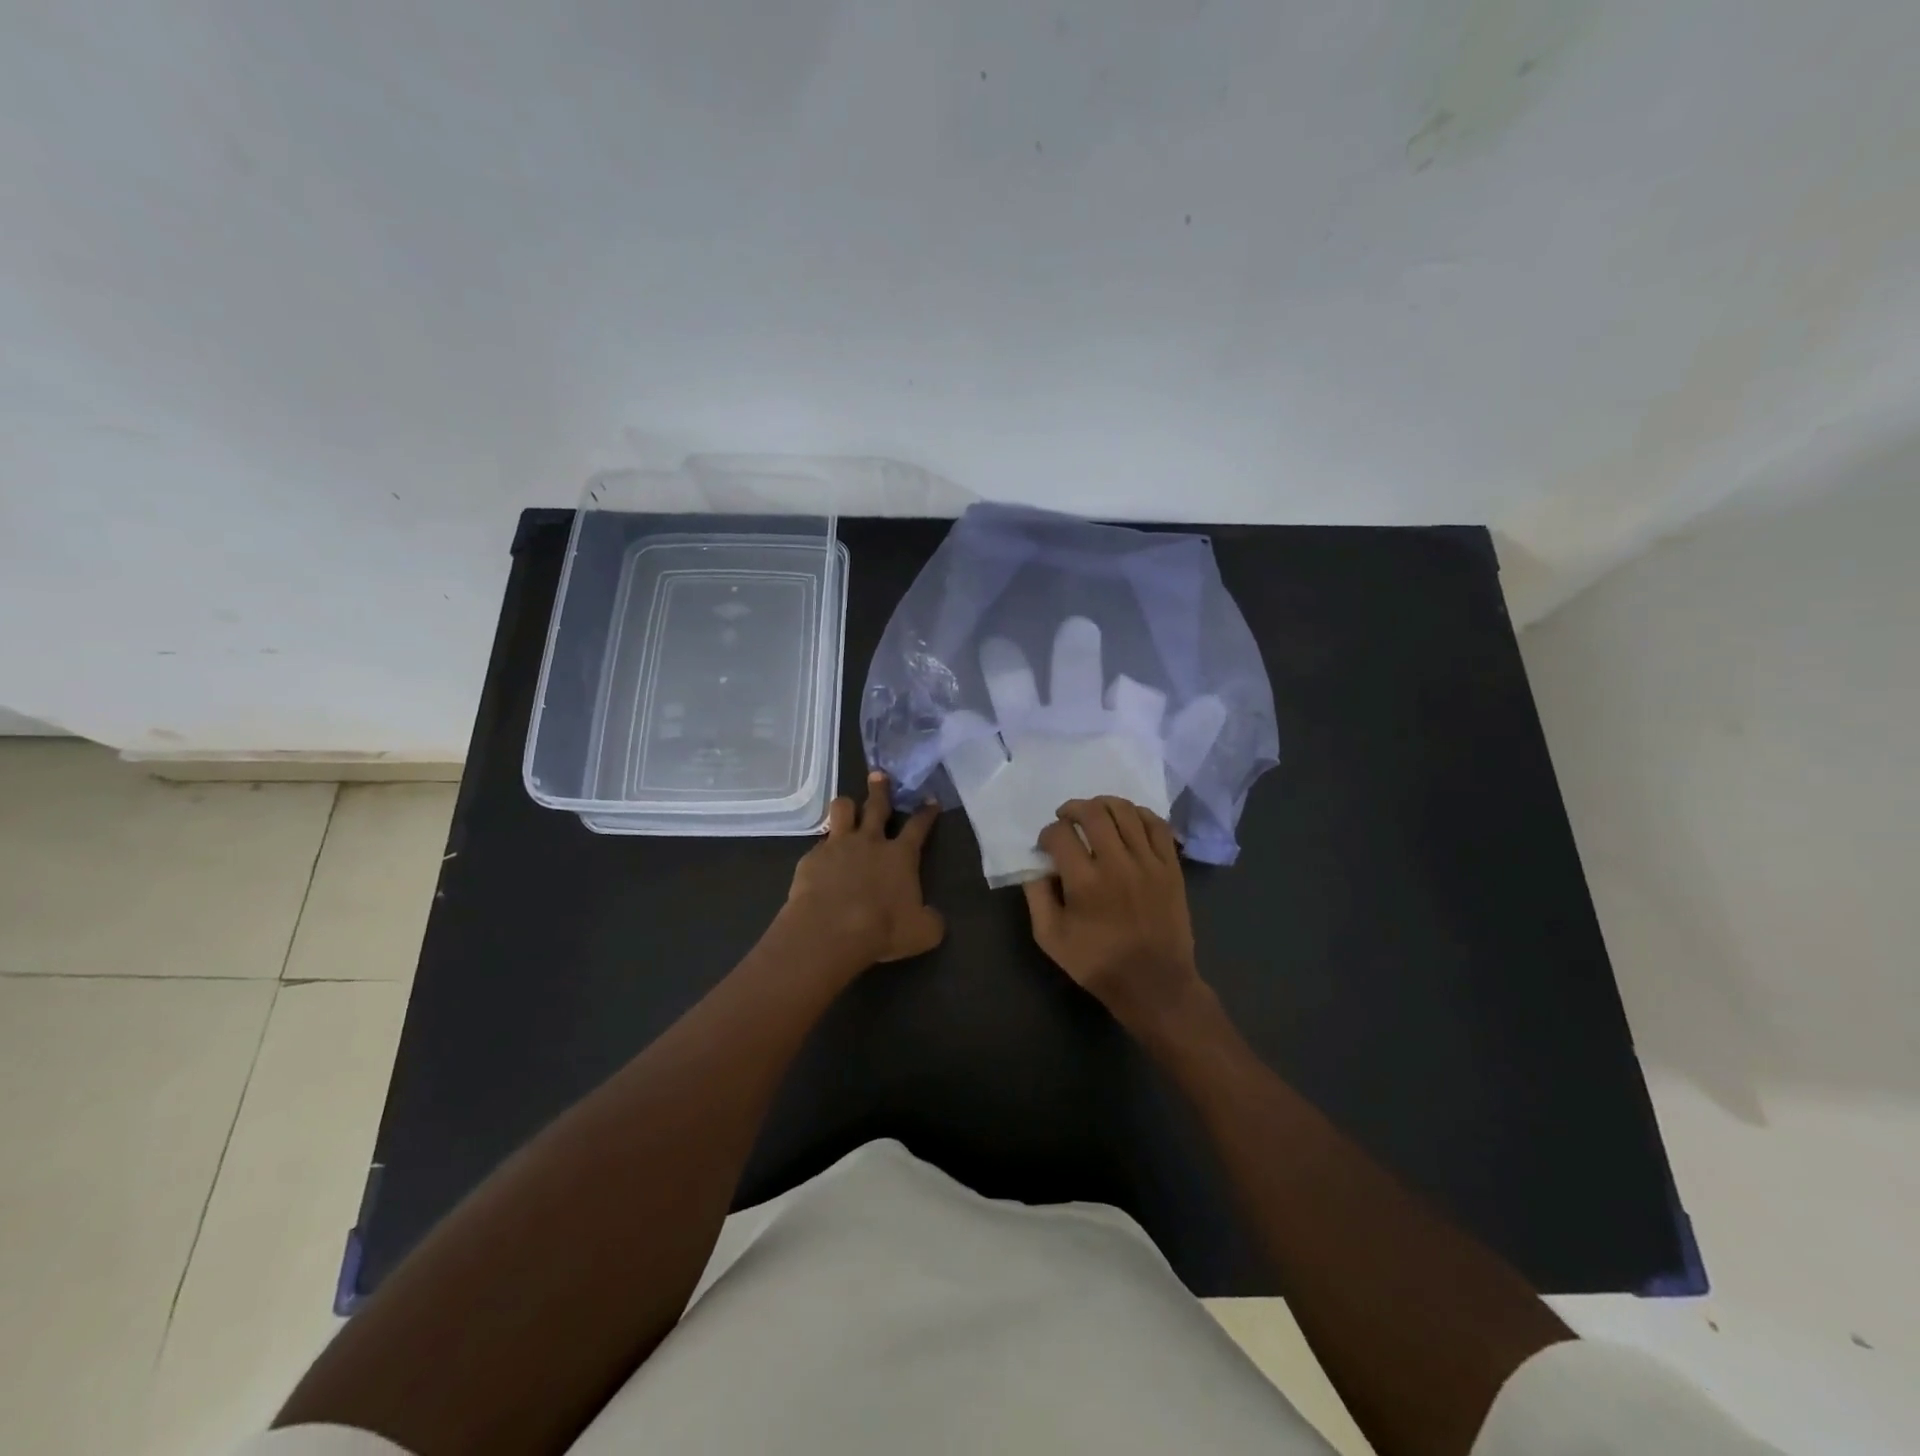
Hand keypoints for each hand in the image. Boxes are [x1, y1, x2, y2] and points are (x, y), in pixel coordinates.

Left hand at [783, 772, 943, 965]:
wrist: (830, 931)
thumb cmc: (882, 929)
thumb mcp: (922, 933)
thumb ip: (930, 920)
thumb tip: (932, 917)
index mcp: (901, 856)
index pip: (918, 826)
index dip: (926, 813)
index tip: (931, 800)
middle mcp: (870, 842)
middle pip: (876, 806)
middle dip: (880, 789)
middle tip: (879, 775)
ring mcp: (838, 846)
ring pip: (842, 810)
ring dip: (847, 806)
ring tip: (848, 806)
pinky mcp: (811, 858)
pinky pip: (819, 844)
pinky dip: (824, 847)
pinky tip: (822, 858)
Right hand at [1022, 796, 1206, 1036]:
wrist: (1154, 984)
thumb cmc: (1098, 964)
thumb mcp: (1051, 938)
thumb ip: (1036, 897)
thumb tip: (1034, 866)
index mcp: (1084, 882)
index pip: (1059, 834)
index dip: (1046, 834)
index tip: (1046, 846)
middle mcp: (1117, 863)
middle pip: (1093, 813)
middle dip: (1072, 809)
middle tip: (1065, 817)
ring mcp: (1148, 862)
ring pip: (1126, 812)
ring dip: (1104, 804)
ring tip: (1094, 813)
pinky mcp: (1171, 867)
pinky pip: (1157, 825)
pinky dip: (1139, 814)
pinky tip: (1128, 820)